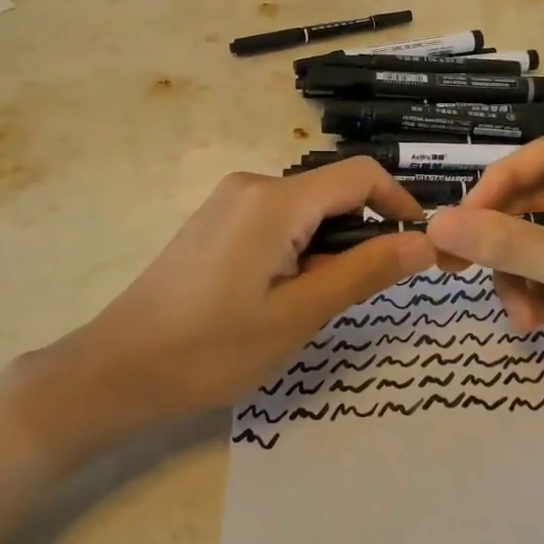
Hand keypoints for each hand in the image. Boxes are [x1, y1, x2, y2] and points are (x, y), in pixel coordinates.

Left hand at [71, 159, 435, 419]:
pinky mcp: (215, 219)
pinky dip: (295, 248)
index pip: (360, 175)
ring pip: (305, 210)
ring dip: (325, 247)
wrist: (119, 368)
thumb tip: (424, 243)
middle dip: (357, 236)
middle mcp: (252, 184)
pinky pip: (275, 219)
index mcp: (274, 200)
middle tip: (352, 296)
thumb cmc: (211, 348)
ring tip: (306, 304)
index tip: (418, 248)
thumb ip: (364, 272)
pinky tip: (274, 294)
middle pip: (331, 193)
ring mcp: (229, 200)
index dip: (399, 203)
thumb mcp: (298, 315)